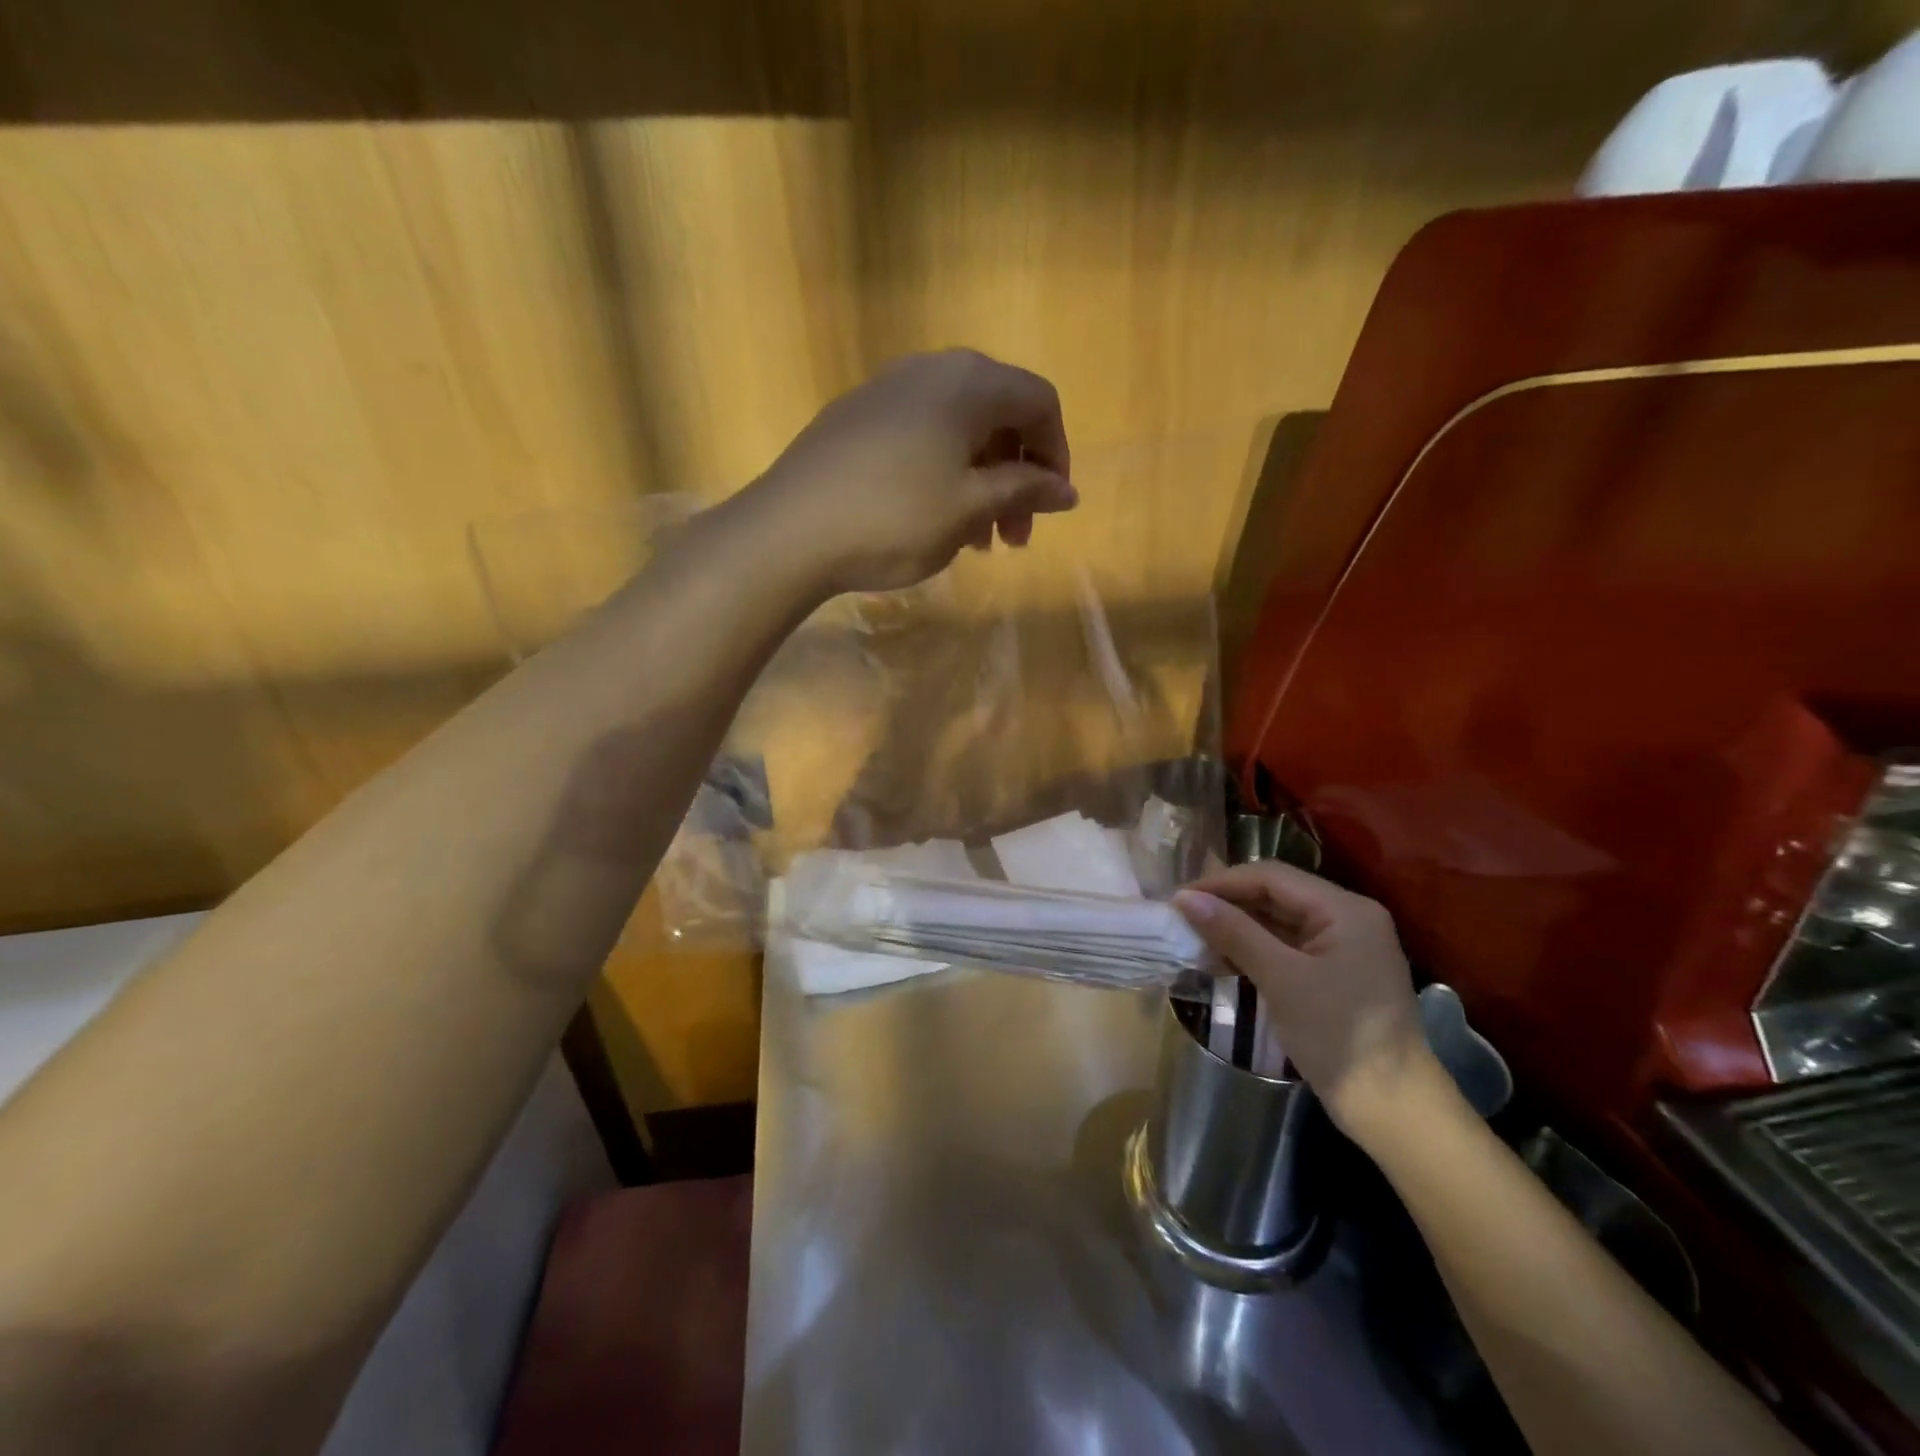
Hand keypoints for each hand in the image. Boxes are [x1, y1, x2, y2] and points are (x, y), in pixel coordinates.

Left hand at [746, 349, 1077, 593]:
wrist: (789, 532)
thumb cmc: (894, 518)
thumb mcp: (970, 508)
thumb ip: (1025, 491)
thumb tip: (1067, 491)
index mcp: (968, 382)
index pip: (1039, 401)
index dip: (1056, 454)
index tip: (1052, 507)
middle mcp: (930, 370)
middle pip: (998, 415)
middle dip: (1017, 476)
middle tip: (1015, 537)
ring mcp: (887, 391)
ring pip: (958, 431)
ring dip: (981, 483)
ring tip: (978, 541)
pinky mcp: (856, 418)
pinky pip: (921, 438)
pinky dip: (943, 475)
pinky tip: (934, 521)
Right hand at [1174, 863, 1445, 1145]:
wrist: (1394, 1111)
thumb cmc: (1339, 1036)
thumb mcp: (1281, 979)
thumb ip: (1233, 932)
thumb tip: (1184, 898)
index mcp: (1344, 909)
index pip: (1272, 877)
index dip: (1222, 883)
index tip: (1178, 899)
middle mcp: (1347, 918)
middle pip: (1276, 894)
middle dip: (1228, 904)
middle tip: (1181, 918)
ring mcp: (1343, 947)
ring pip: (1278, 921)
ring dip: (1236, 928)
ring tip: (1194, 939)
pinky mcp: (1334, 973)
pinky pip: (1286, 947)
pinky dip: (1253, 950)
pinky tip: (1222, 960)